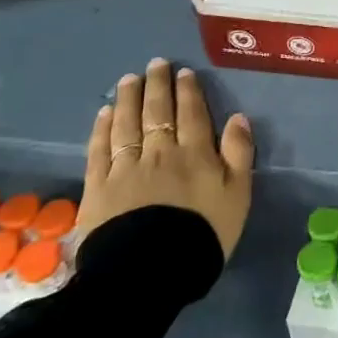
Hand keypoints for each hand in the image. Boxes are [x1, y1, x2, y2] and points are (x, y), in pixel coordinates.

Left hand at [77, 58, 253, 256]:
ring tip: (128, 80)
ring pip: (127, 124)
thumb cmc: (202, 235)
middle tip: (155, 64)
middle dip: (157, 85)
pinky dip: (102, 129)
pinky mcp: (98, 188)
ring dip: (128, 99)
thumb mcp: (238, 196)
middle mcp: (160, 152)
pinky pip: (99, 151)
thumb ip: (239, 154)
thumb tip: (238, 117)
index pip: (192, 114)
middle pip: (157, 111)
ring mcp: (126, 168)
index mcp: (195, 154)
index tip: (183, 72)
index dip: (188, 91)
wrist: (149, 273)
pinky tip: (104, 114)